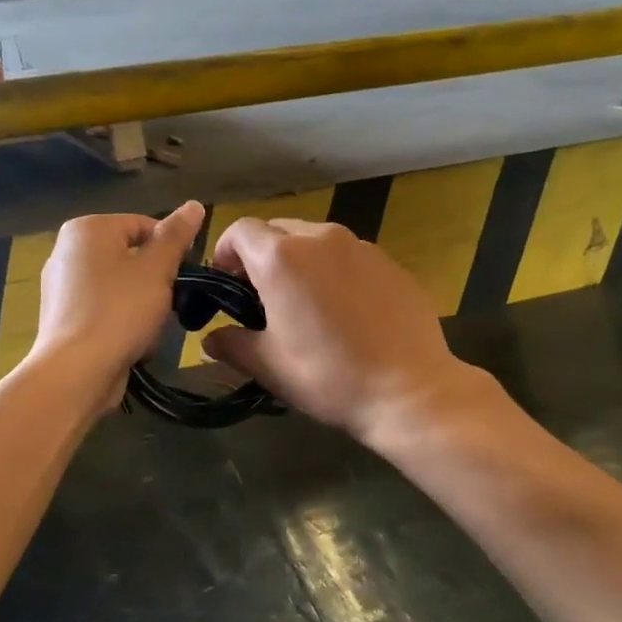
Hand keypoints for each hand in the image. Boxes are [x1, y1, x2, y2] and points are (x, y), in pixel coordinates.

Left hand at [32, 203, 203, 405]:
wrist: (76, 371)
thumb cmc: (120, 311)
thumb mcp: (157, 270)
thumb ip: (176, 236)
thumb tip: (194, 204)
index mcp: (87, 229)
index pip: (144, 225)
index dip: (170, 250)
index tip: (184, 277)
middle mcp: (66, 250)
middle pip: (130, 256)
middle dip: (155, 280)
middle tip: (169, 304)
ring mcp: (60, 286)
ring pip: (119, 285)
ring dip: (141, 303)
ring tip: (150, 327)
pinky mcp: (62, 317)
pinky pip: (102, 309)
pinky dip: (120, 320)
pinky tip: (131, 341)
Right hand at [201, 218, 475, 444]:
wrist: (410, 390)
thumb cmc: (329, 376)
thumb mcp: (269, 366)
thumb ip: (232, 344)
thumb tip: (211, 339)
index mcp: (281, 257)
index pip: (240, 230)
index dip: (225, 253)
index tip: (226, 286)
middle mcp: (320, 238)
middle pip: (278, 230)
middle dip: (262, 256)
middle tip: (262, 298)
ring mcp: (361, 247)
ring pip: (316, 241)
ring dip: (300, 262)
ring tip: (306, 304)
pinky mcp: (391, 263)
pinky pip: (350, 257)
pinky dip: (336, 272)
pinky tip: (346, 312)